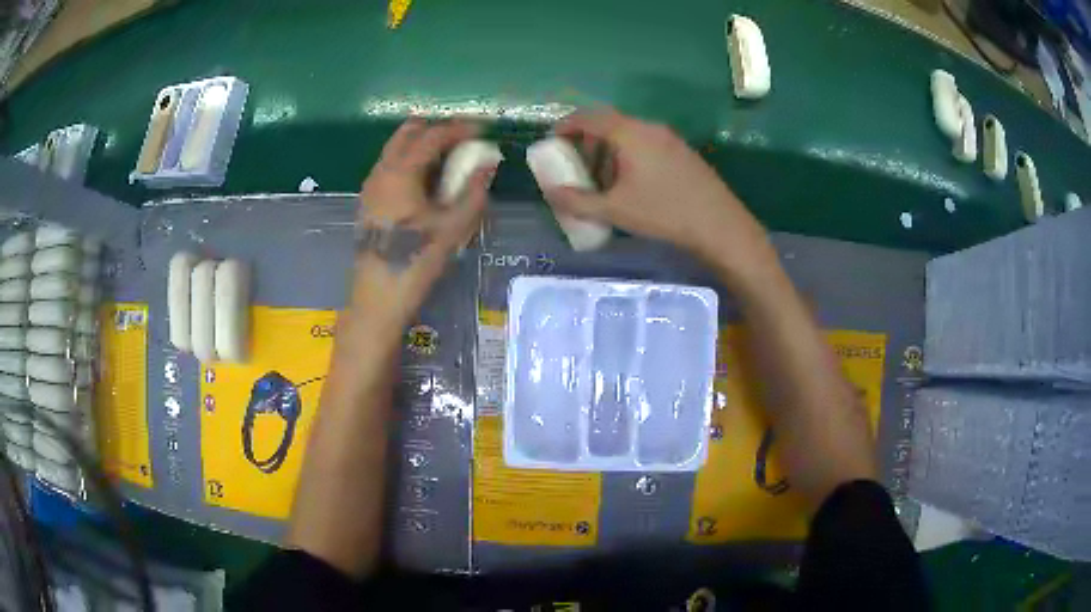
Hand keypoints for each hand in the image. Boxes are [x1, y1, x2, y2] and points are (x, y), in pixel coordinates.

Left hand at [350, 119, 494, 329]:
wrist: (378, 297)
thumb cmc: (417, 260)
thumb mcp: (453, 227)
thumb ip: (474, 191)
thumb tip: (489, 163)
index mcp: (401, 173)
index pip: (432, 136)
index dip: (459, 129)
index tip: (481, 129)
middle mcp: (381, 171)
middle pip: (407, 133)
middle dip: (436, 130)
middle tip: (462, 140)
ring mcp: (371, 185)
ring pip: (396, 149)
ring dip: (422, 146)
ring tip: (449, 159)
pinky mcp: (369, 201)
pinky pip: (390, 166)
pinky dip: (410, 161)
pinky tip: (427, 181)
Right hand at [543, 109, 775, 286]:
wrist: (719, 225)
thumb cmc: (663, 213)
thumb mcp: (615, 210)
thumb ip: (577, 201)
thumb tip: (550, 192)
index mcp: (629, 133)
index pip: (589, 117)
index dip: (566, 126)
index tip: (554, 141)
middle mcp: (649, 127)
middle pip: (609, 123)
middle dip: (588, 141)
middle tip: (578, 165)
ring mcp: (669, 138)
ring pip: (629, 134)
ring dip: (609, 150)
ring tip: (604, 180)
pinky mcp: (683, 152)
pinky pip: (647, 144)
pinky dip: (629, 155)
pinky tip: (633, 184)